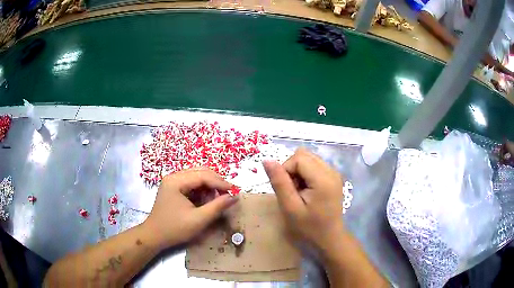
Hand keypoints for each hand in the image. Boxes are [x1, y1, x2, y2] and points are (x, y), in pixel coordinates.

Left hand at [144, 169, 237, 247]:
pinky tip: (205, 200)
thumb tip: (234, 197)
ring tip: (216, 199)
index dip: (220, 183)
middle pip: (200, 172)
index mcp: (176, 181)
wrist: (154, 236)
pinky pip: (191, 183)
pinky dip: (201, 190)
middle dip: (216, 182)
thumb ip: (217, 207)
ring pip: (197, 176)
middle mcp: (173, 176)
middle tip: (228, 194)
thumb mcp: (198, 220)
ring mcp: (172, 181)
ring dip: (209, 186)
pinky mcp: (173, 188)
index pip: (203, 175)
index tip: (234, 191)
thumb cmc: (175, 229)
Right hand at [263, 148, 345, 254]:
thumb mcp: (290, 207)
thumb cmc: (309, 227)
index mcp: (323, 179)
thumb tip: (266, 160)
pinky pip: (314, 164)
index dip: (286, 170)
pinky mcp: (333, 176)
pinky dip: (305, 173)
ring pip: (308, 158)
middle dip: (292, 169)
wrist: (329, 237)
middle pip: (304, 155)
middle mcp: (331, 170)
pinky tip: (307, 190)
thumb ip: (279, 182)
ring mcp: (334, 172)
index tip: (286, 189)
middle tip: (293, 190)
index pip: (298, 158)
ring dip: (298, 171)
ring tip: (299, 191)